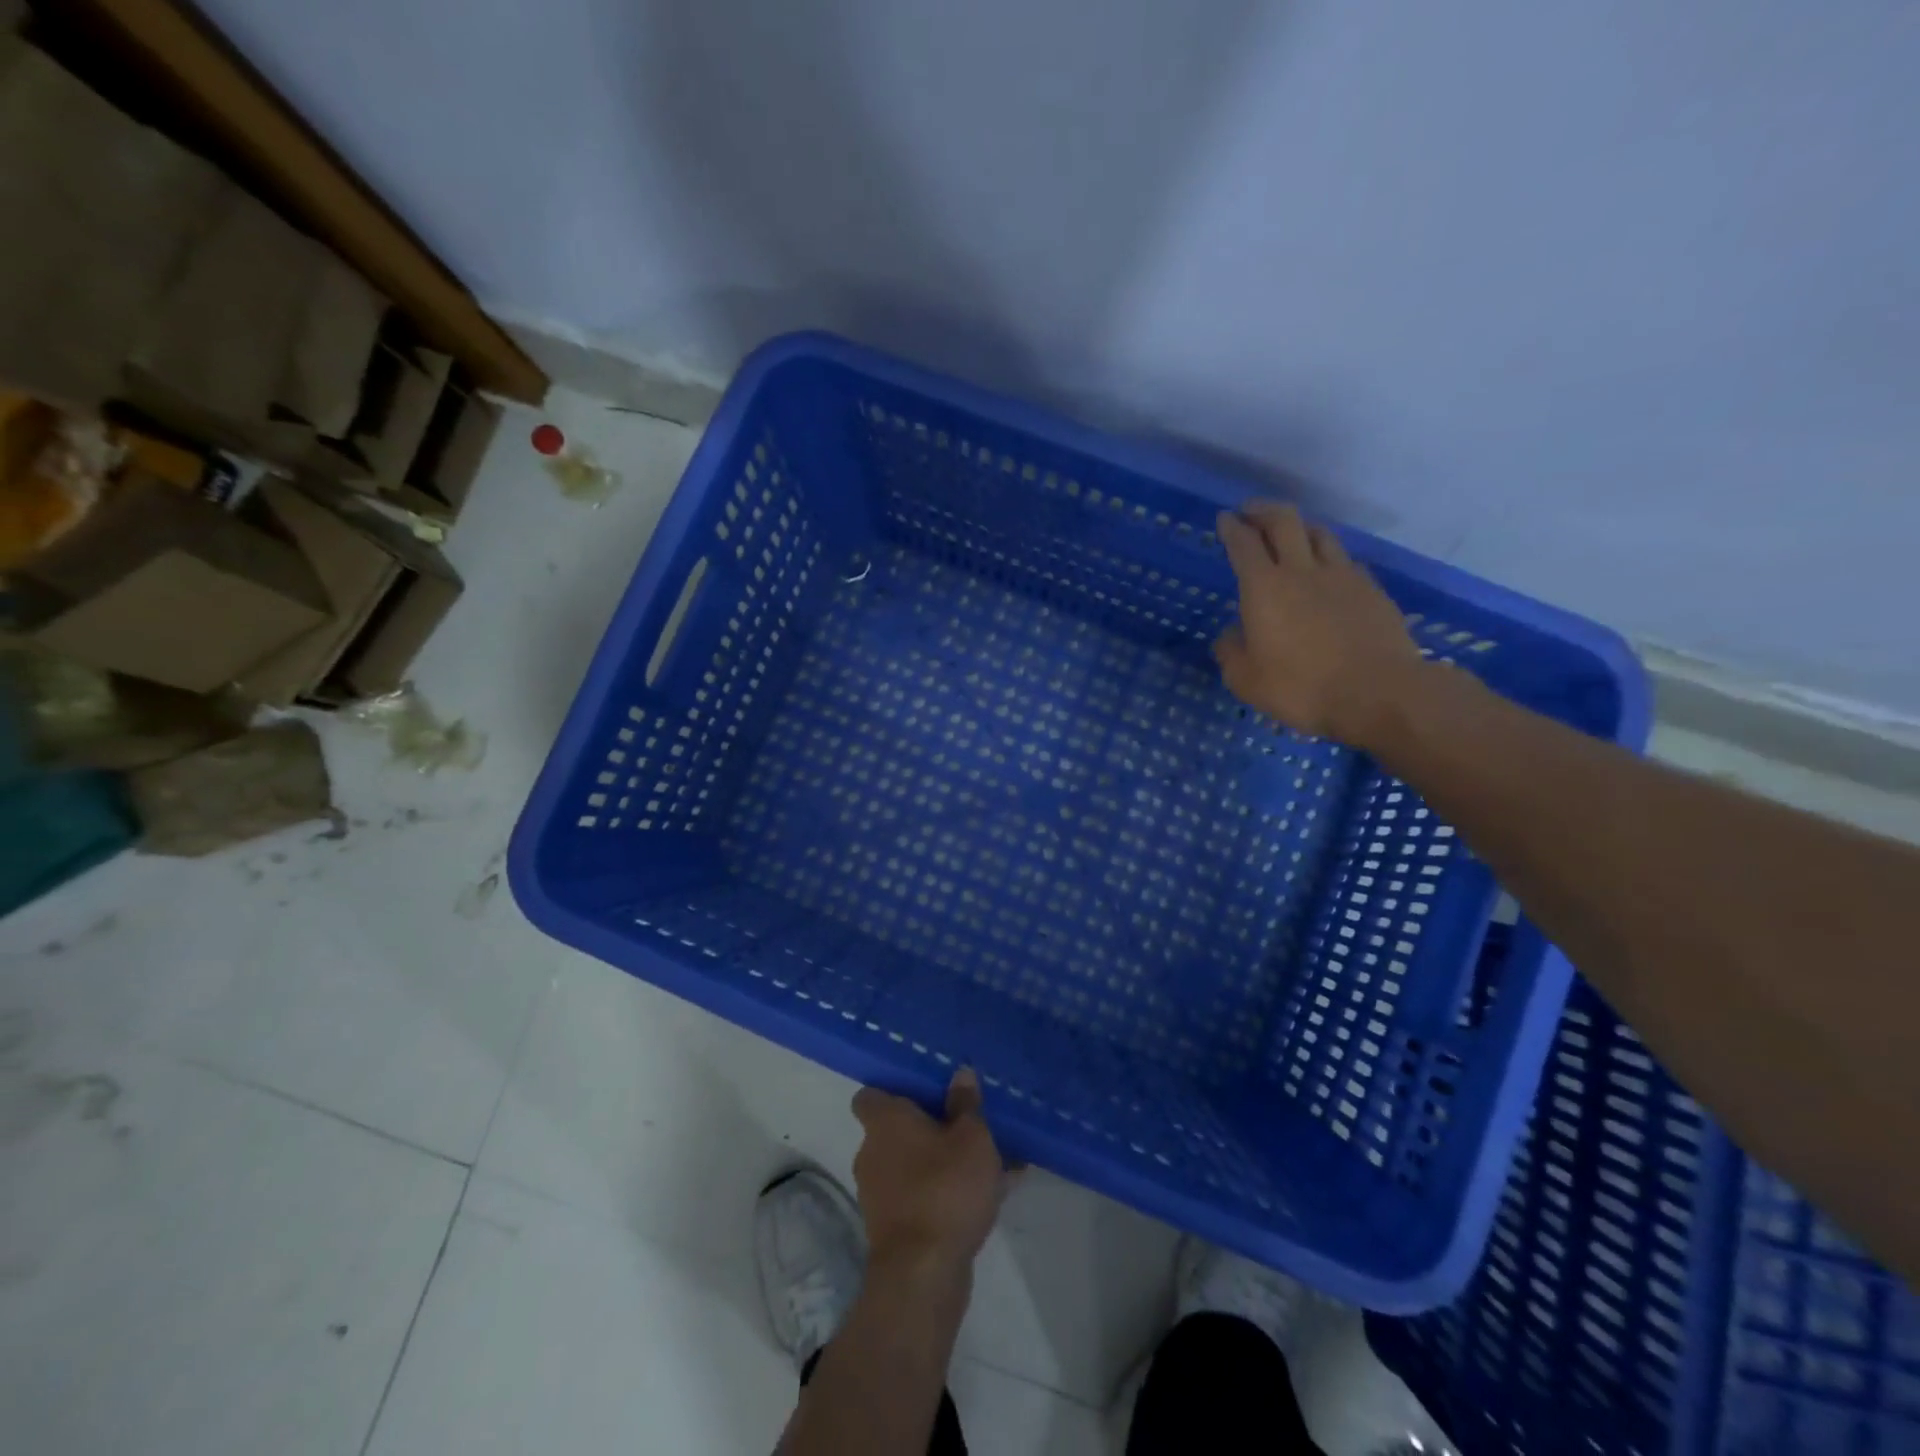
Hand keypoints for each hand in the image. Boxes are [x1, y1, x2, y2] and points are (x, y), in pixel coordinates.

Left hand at [850, 1069, 1012, 1276]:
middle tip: (967, 1125)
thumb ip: (967, 1104)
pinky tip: (990, 1195)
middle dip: (930, 1128)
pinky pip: (922, 1196)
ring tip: (990, 1162)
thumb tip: (960, 1074)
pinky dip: (946, 1193)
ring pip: (914, 1165)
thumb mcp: (971, 1137)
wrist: (923, 1275)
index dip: (893, 1092)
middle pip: (897, 1130)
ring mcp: (879, 1194)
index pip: (869, 1096)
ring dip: (943, 1162)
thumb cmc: (946, 1187)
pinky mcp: (893, 1228)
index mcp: (884, 1122)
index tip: (924, 1092)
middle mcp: (872, 1153)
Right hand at [1214, 501, 1426, 748]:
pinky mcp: (1371, 589)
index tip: (1224, 518)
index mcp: (1264, 588)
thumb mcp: (1246, 680)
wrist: (1378, 693)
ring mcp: (1342, 576)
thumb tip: (1231, 634)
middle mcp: (1302, 570)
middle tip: (1251, 510)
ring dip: (1300, 526)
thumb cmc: (1301, 688)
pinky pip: (1345, 559)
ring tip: (1291, 531)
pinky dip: (1329, 555)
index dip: (1231, 528)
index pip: (1244, 544)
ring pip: (1319, 533)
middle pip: (1284, 522)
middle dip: (1263, 511)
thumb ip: (1231, 651)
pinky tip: (1328, 567)